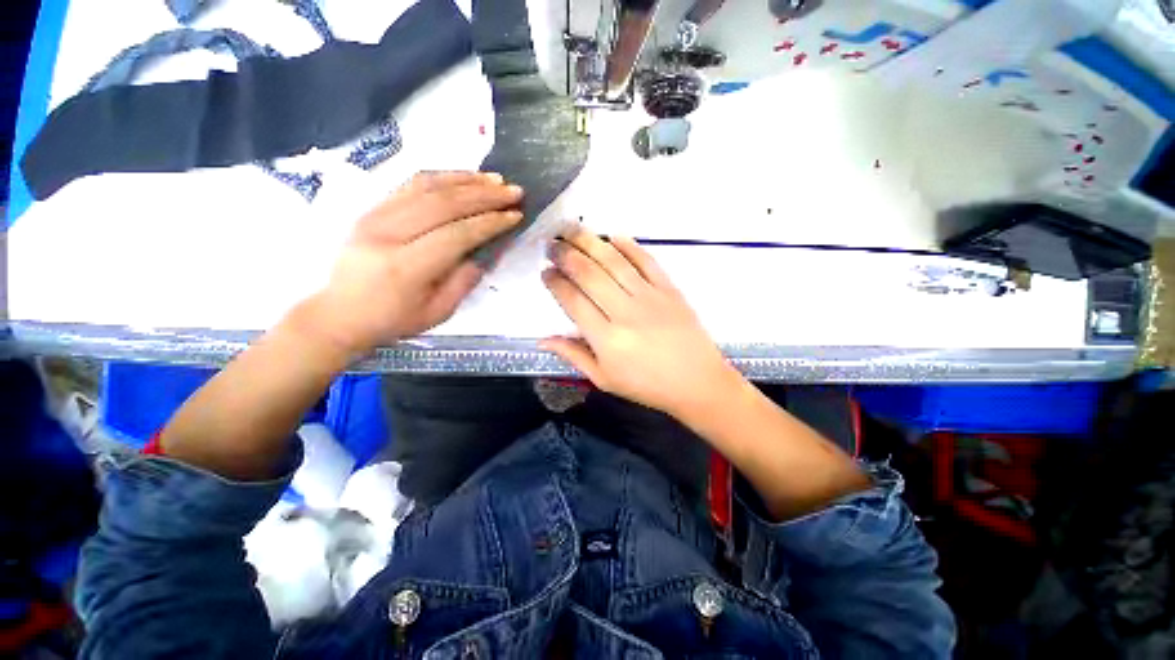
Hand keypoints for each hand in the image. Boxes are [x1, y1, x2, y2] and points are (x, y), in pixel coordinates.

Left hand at [303, 171, 522, 357]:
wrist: (340, 314)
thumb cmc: (393, 320)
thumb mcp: (437, 312)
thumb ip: (464, 281)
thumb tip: (485, 252)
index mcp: (405, 267)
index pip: (456, 235)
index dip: (489, 223)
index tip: (515, 215)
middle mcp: (387, 234)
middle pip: (443, 203)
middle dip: (484, 195)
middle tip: (514, 191)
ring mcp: (375, 216)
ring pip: (427, 186)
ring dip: (466, 180)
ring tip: (496, 179)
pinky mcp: (372, 208)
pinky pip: (411, 184)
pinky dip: (443, 177)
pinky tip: (465, 177)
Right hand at [541, 230, 740, 418]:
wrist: (697, 382)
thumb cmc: (647, 386)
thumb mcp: (605, 380)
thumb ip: (574, 356)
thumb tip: (542, 339)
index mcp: (606, 339)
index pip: (573, 301)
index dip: (556, 283)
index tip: (545, 271)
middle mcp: (624, 312)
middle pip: (589, 274)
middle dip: (565, 255)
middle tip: (551, 244)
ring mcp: (649, 297)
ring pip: (614, 262)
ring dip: (590, 242)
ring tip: (571, 229)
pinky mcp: (669, 289)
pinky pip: (647, 261)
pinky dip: (629, 246)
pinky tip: (613, 236)